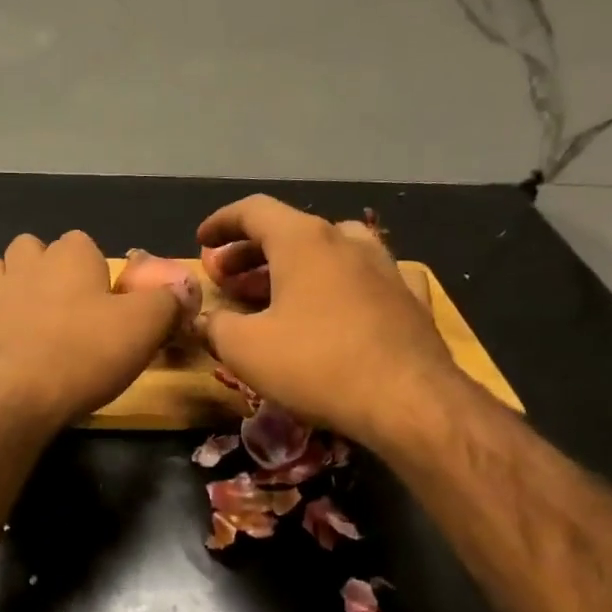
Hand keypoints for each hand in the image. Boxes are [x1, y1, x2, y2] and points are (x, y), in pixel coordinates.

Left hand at [0, 231, 181, 430]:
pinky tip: (13, 343)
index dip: (96, 268)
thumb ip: (167, 302)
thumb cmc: (86, 351)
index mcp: (70, 254)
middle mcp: (28, 263)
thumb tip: (182, 290)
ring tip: (32, 314)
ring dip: (12, 283)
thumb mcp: (145, 326)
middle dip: (47, 267)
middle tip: (70, 306)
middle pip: (34, 248)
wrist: (19, 394)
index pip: (83, 242)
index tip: (108, 300)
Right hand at [196, 195, 460, 443]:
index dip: (221, 223)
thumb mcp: (245, 349)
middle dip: (250, 252)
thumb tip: (202, 320)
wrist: (409, 401)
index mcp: (303, 241)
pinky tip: (329, 309)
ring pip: (328, 252)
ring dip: (291, 268)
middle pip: (289, 231)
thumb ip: (215, 327)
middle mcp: (346, 241)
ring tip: (270, 296)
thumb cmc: (316, 364)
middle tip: (226, 278)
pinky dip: (333, 285)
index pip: (254, 210)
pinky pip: (360, 278)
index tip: (202, 242)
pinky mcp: (407, 298)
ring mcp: (383, 267)